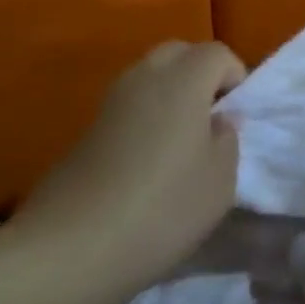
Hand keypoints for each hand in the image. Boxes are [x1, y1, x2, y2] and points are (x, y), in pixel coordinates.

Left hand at [13, 41, 246, 303]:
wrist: (68, 250)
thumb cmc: (161, 209)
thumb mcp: (220, 181)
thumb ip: (228, 140)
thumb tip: (218, 121)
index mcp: (183, 81)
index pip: (217, 53)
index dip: (234, 77)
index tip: (236, 117)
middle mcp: (144, 78)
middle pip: (178, 54)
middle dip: (200, 75)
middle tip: (211, 118)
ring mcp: (109, 103)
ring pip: (149, 78)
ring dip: (170, 97)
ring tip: (181, 144)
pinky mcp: (85, 131)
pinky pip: (128, 107)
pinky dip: (144, 120)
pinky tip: (146, 165)